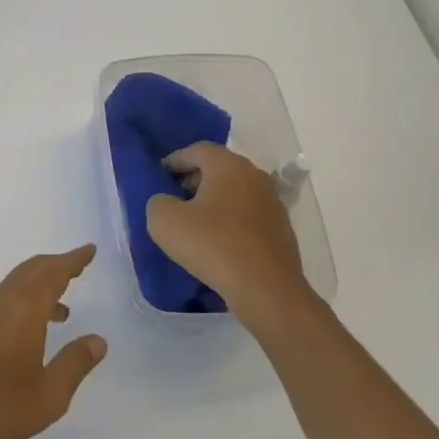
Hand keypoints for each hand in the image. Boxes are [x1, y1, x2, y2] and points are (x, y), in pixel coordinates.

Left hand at [0, 246, 107, 438]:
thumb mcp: (49, 394)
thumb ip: (75, 364)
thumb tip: (98, 341)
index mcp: (24, 308)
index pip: (53, 272)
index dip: (73, 260)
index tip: (89, 250)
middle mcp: (1, 301)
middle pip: (31, 270)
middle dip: (56, 266)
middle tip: (77, 268)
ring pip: (14, 285)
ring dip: (38, 287)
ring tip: (62, 310)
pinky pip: (1, 300)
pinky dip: (21, 302)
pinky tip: (26, 332)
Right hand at [145, 142, 316, 334]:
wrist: (265, 289)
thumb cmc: (212, 245)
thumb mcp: (164, 221)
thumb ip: (157, 201)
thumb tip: (167, 202)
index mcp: (228, 165)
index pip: (196, 150)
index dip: (174, 160)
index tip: (158, 177)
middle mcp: (255, 175)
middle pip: (218, 168)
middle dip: (193, 180)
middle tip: (173, 199)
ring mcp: (272, 203)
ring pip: (235, 192)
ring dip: (213, 202)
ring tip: (193, 224)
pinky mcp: (281, 229)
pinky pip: (248, 216)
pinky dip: (230, 221)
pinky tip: (217, 243)